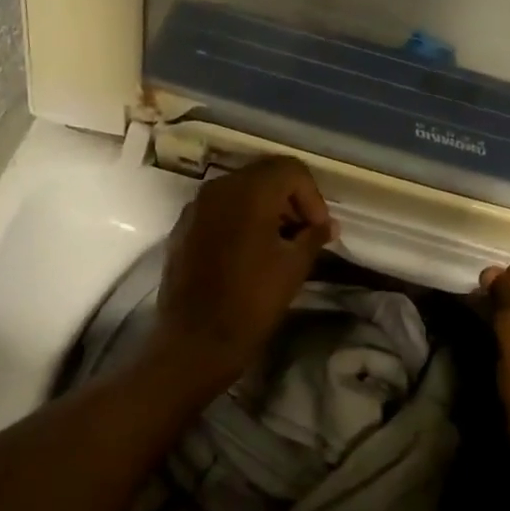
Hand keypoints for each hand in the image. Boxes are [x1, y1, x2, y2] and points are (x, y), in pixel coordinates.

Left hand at [147, 156, 335, 392]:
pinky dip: (242, 220)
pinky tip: (252, 252)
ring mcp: (196, 207)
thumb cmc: (253, 301)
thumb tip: (326, 225)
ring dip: (267, 209)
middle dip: (291, 199)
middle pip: (264, 175)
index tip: (320, 229)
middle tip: (306, 233)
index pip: (291, 170)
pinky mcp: (183, 228)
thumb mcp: (295, 266)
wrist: (196, 340)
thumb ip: (314, 235)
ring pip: (241, 191)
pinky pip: (220, 210)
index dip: (313, 197)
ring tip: (282, 244)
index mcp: (248, 192)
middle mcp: (218, 188)